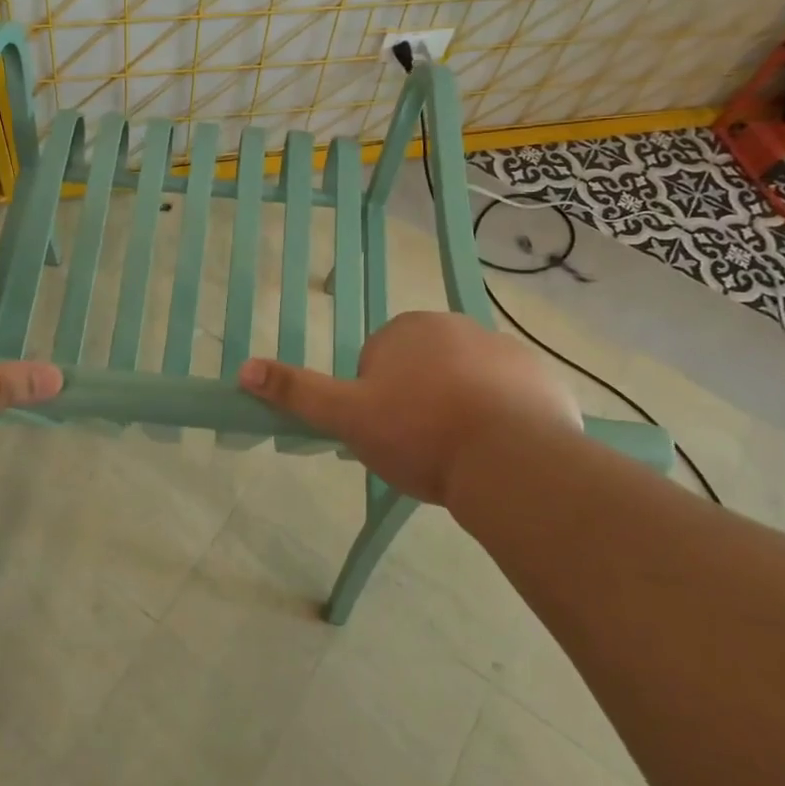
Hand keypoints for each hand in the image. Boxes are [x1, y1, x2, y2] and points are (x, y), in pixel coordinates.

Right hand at [238, 311, 579, 504]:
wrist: (511, 460)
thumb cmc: (419, 433)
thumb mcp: (348, 417)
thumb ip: (298, 392)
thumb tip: (243, 368)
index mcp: (407, 330)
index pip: (379, 360)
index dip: (378, 399)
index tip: (389, 432)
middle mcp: (456, 326)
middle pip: (424, 367)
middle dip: (420, 399)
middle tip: (422, 446)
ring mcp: (504, 348)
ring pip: (468, 380)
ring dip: (461, 407)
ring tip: (462, 455)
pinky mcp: (541, 375)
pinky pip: (512, 393)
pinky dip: (504, 415)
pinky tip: (500, 451)